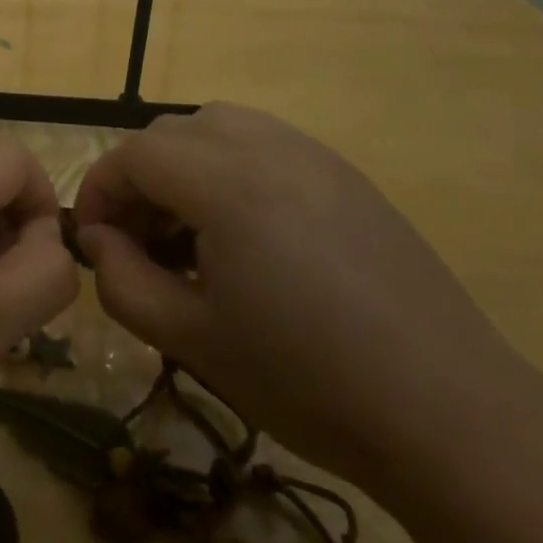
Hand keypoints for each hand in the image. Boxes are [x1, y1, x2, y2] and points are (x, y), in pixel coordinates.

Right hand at [74, 103, 540, 492]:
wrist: (450, 415)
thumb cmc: (306, 380)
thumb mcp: (191, 338)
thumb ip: (123, 282)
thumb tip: (96, 240)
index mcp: (228, 184)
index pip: (135, 154)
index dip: (99, 189)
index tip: (92, 240)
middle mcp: (271, 148)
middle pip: (173, 132)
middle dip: (139, 177)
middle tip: (138, 241)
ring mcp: (317, 157)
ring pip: (220, 127)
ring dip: (185, 167)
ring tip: (189, 234)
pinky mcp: (349, 177)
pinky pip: (267, 145)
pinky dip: (231, 169)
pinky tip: (246, 236)